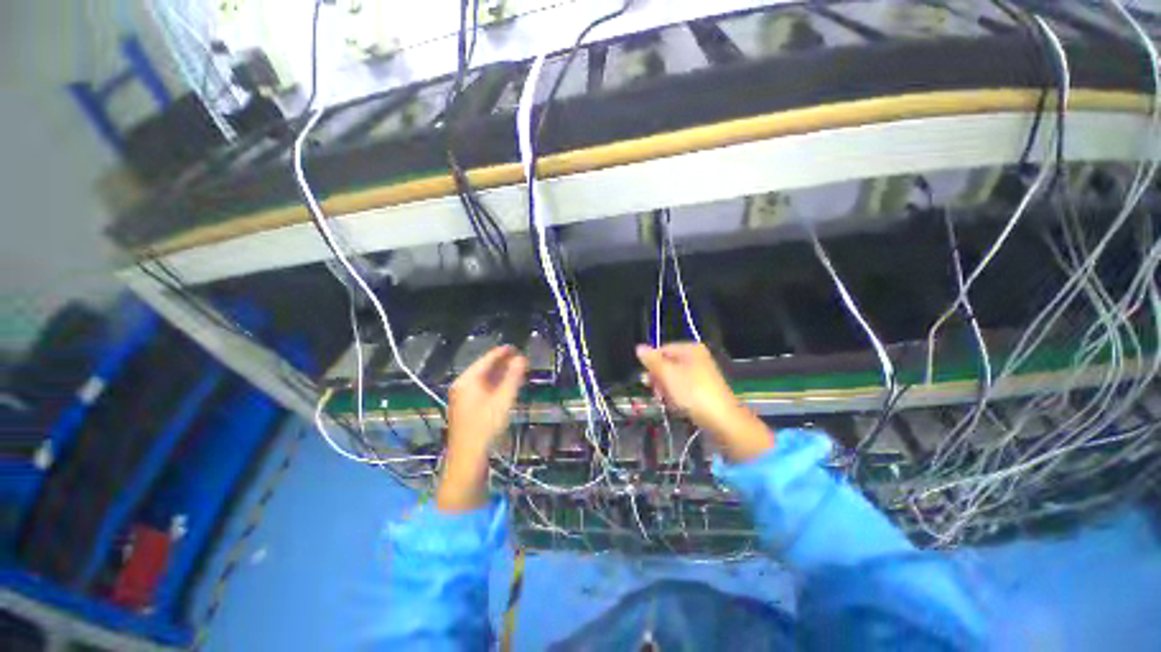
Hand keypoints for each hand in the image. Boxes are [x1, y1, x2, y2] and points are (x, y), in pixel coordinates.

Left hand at [437, 346, 526, 512]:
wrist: (468, 457)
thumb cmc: (486, 425)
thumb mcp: (503, 399)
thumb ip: (513, 377)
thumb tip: (521, 358)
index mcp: (468, 380)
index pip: (487, 359)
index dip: (503, 352)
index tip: (517, 348)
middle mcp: (462, 385)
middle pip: (484, 368)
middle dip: (503, 363)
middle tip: (520, 359)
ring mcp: (462, 397)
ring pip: (484, 379)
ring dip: (500, 374)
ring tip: (517, 370)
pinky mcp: (466, 408)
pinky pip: (482, 389)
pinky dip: (495, 385)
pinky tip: (505, 387)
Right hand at [636, 343, 773, 462]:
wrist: (722, 421)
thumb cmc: (693, 393)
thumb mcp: (668, 374)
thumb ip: (652, 360)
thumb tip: (638, 347)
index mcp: (690, 349)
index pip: (662, 350)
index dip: (652, 365)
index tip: (648, 381)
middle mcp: (697, 358)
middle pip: (667, 364)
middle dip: (659, 379)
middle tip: (656, 393)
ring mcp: (701, 374)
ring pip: (673, 378)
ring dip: (666, 390)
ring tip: (667, 401)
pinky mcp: (703, 390)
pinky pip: (683, 389)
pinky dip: (677, 397)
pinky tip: (676, 406)